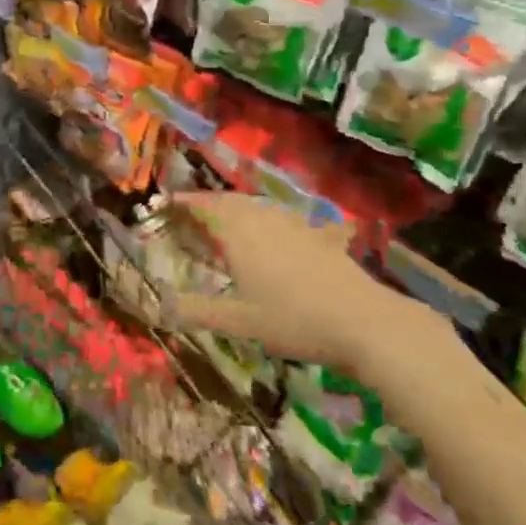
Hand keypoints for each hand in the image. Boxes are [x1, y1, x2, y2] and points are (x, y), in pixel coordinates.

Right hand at [168, 192, 445, 379]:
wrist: (365, 322)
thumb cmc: (293, 320)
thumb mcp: (238, 322)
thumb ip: (197, 312)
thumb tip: (160, 306)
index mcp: (239, 234)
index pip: (205, 207)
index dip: (185, 203)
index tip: (166, 202)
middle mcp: (264, 220)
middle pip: (231, 201)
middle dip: (209, 203)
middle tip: (192, 213)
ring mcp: (295, 226)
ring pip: (258, 207)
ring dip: (237, 209)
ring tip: (226, 222)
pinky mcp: (319, 237)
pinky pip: (283, 219)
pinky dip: (267, 221)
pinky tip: (274, 234)